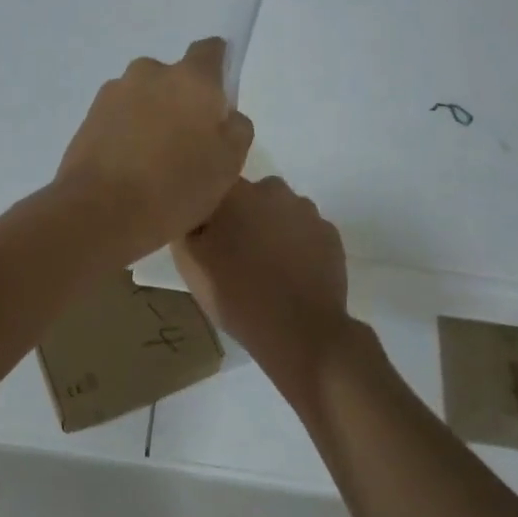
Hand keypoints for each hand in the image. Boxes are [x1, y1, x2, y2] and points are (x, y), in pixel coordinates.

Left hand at [56, 38, 254, 263]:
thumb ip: (237, 128)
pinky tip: (130, 167)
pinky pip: (119, 116)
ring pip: (143, 96)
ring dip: (152, 116)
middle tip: (187, 142)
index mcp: (191, 79)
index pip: (210, 50)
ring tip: (154, 159)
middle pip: (174, 77)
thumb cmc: (176, 186)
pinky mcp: (89, 115)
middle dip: (181, 100)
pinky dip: (127, 132)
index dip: (218, 67)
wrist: (100, 211)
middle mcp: (150, 73)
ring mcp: (114, 92)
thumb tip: (225, 114)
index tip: (218, 97)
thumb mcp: (229, 164)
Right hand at [174, 176, 357, 403]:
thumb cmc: (236, 295)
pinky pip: (305, 232)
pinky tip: (291, 274)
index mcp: (236, 192)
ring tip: (265, 267)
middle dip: (243, 217)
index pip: (216, 185)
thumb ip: (187, 225)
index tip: (207, 233)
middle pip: (251, 196)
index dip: (211, 209)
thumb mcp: (190, 263)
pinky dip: (297, 246)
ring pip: (280, 212)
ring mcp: (307, 211)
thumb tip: (193, 210)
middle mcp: (273, 190)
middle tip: (234, 253)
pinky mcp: (331, 234)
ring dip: (272, 229)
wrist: (300, 331)